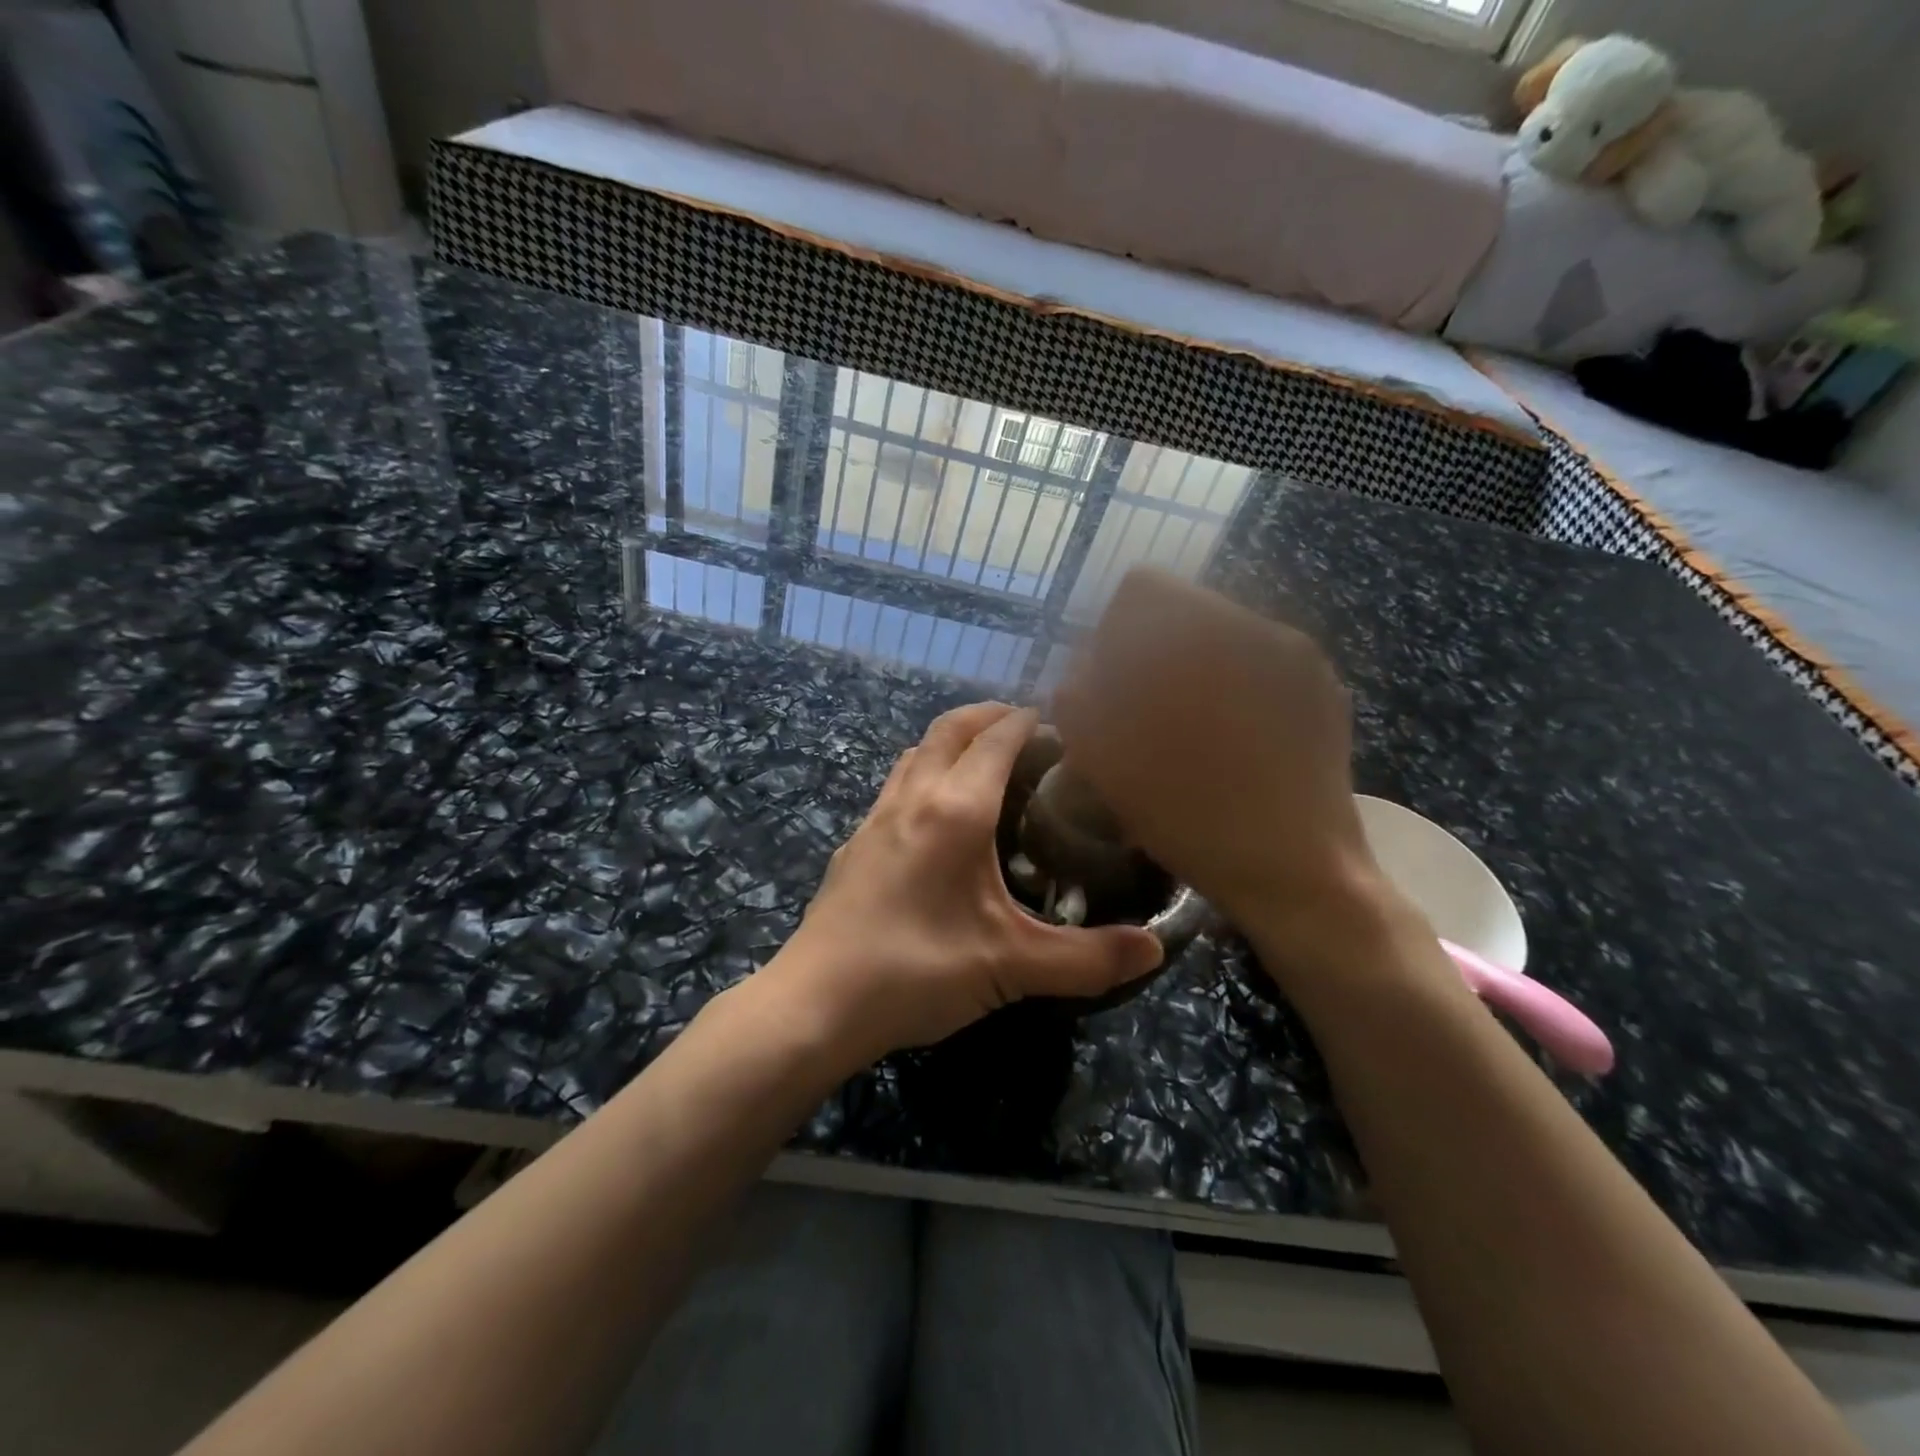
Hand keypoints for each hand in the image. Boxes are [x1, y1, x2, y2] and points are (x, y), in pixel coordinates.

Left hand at [778, 703, 1163, 1061]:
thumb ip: (1087, 959)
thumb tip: (1154, 951)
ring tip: (983, 763)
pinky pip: (896, 785)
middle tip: (1025, 727)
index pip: (995, 740)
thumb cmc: (916, 970)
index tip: (1057, 719)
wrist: (816, 1002)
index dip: (1026, 720)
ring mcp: (875, 818)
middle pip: (949, 729)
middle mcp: (912, 798)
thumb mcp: (1011, 966)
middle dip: (988, 715)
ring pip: (915, 754)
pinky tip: (936, 818)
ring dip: (950, 742)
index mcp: (955, 810)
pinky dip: (924, 774)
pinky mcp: (854, 844)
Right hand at [1053, 568, 1388, 965]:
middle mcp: (1259, 626)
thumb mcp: (1105, 760)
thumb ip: (1079, 698)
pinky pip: (1257, 663)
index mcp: (1204, 634)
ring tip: (1188, 733)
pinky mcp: (1322, 687)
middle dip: (1151, 653)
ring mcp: (1299, 655)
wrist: (1300, 873)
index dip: (1112, 632)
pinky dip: (1230, 688)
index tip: (1112, 685)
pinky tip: (1230, 742)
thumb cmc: (1191, 817)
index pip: (1142, 588)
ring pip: (1220, 637)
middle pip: (1182, 611)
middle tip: (1144, 714)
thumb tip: (1083, 671)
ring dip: (1191, 671)